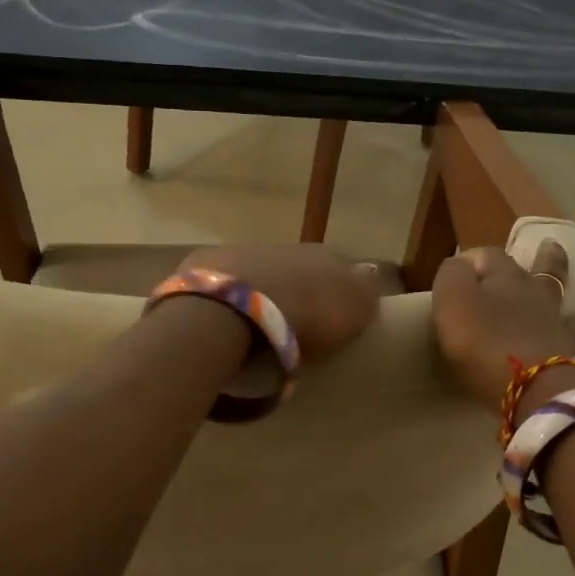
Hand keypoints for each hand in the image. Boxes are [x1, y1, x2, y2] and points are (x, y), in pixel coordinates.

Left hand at [181, 244, 381, 364]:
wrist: (231, 308)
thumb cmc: (302, 315)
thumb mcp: (353, 309)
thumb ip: (365, 292)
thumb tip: (370, 275)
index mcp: (325, 255)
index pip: (341, 269)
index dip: (340, 292)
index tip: (335, 319)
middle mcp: (285, 247)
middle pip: (299, 270)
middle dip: (299, 291)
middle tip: (297, 326)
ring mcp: (242, 252)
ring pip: (261, 273)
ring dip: (262, 293)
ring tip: (258, 328)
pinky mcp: (205, 267)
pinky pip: (225, 285)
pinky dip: (228, 299)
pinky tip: (226, 322)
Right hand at [431, 240, 574, 411]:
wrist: (526, 380)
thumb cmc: (479, 340)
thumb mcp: (451, 300)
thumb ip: (452, 275)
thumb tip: (461, 263)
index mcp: (500, 277)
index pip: (487, 255)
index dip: (473, 259)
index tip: (458, 271)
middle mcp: (530, 290)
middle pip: (531, 267)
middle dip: (533, 255)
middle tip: (542, 245)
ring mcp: (552, 318)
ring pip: (559, 289)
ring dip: (561, 273)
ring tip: (567, 262)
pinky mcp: (567, 347)